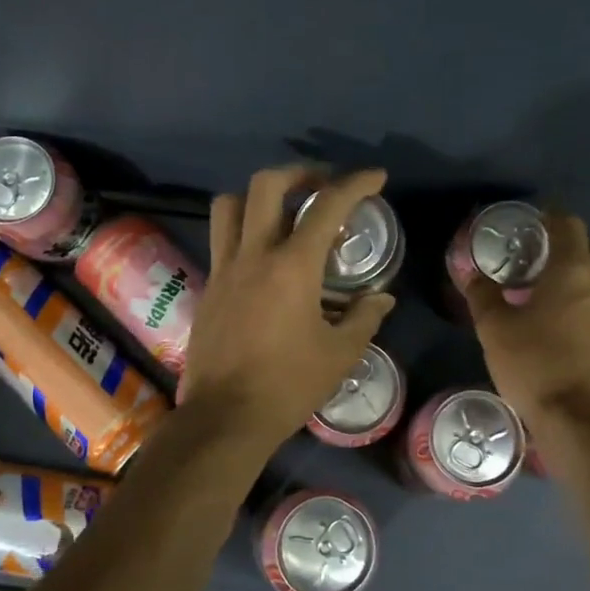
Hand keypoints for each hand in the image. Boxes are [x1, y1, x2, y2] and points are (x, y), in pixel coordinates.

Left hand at [178, 165, 396, 454]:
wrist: (225, 417)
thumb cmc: (288, 385)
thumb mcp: (340, 354)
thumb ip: (364, 318)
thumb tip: (381, 298)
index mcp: (292, 266)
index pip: (327, 206)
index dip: (356, 184)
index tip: (375, 177)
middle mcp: (254, 254)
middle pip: (267, 185)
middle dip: (300, 173)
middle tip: (322, 185)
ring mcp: (224, 268)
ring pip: (230, 204)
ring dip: (259, 196)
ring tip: (283, 212)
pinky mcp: (208, 287)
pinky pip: (221, 239)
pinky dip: (242, 229)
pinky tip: (262, 256)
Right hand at [465, 211, 589, 442]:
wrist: (580, 423)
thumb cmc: (534, 366)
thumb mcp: (494, 329)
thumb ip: (482, 294)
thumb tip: (471, 272)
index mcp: (574, 273)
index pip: (569, 225)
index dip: (550, 216)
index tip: (531, 220)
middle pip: (589, 250)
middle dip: (565, 246)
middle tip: (534, 257)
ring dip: (576, 278)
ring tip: (545, 293)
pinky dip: (584, 305)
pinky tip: (561, 326)